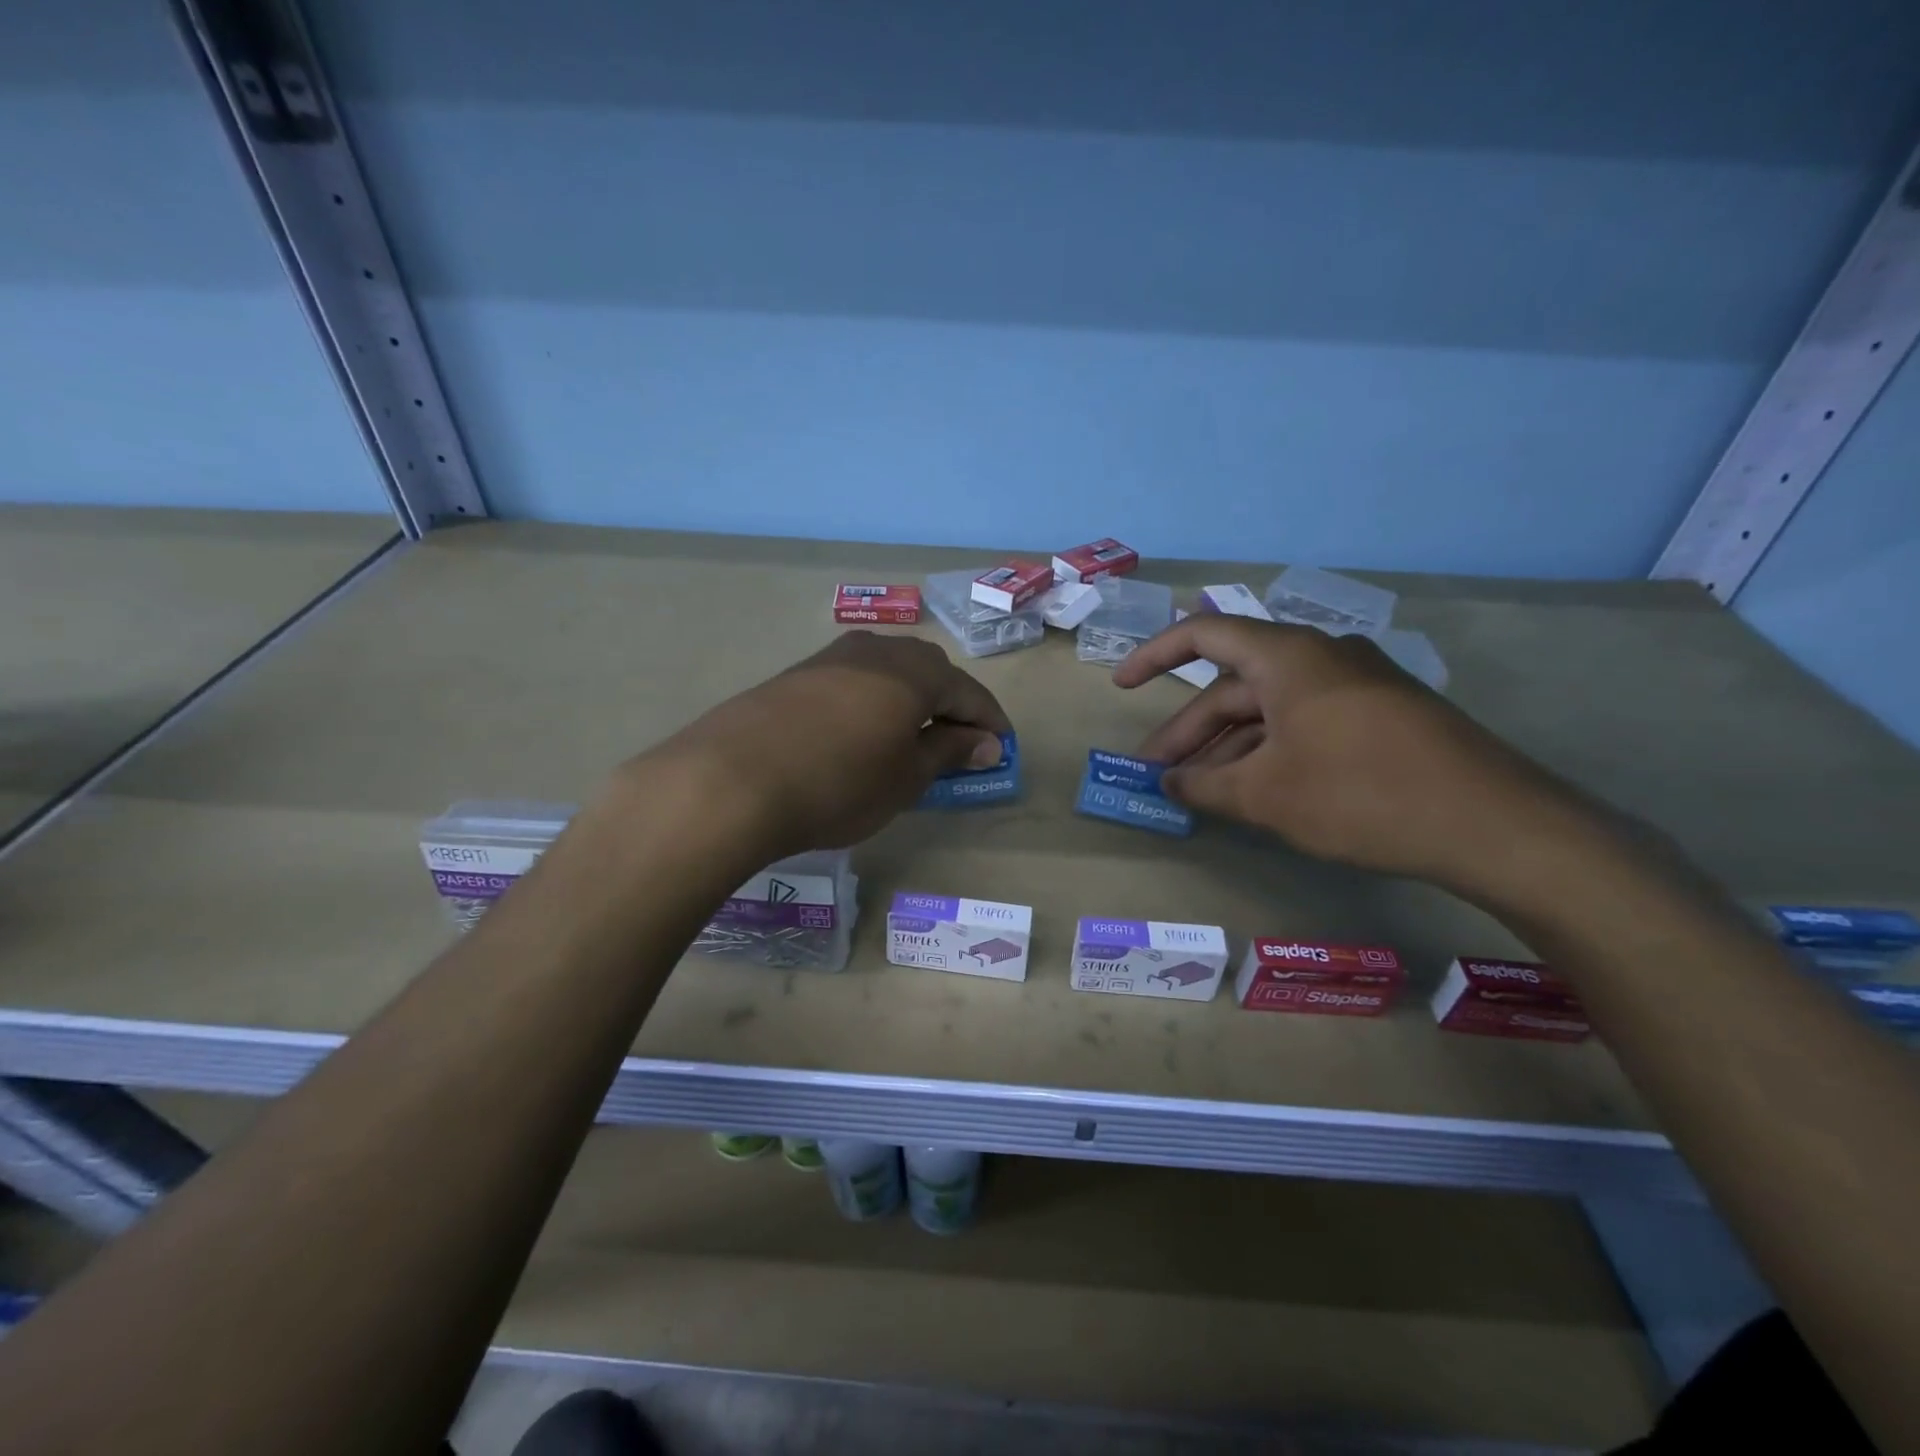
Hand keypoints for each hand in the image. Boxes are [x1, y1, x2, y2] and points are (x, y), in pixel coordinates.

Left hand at [639, 631, 1011, 856]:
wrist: (730, 780)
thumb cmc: (839, 783)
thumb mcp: (905, 777)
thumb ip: (949, 752)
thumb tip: (984, 742)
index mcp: (914, 671)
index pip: (967, 691)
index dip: (988, 721)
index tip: (1000, 748)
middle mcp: (876, 650)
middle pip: (929, 672)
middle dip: (950, 705)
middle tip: (958, 743)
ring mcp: (831, 658)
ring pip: (887, 672)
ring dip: (908, 700)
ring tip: (910, 737)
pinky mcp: (795, 674)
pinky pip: (852, 681)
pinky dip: (871, 703)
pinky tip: (860, 731)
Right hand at [1114, 616, 1599, 897]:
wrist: (1496, 826)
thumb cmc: (1362, 796)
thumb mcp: (1267, 795)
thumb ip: (1204, 785)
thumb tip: (1168, 783)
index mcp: (1288, 657)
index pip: (1203, 634)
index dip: (1154, 656)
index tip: (1121, 687)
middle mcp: (1321, 657)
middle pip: (1235, 684)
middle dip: (1190, 730)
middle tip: (1158, 774)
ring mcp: (1357, 686)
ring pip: (1270, 708)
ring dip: (1229, 746)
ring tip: (1199, 791)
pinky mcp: (1382, 716)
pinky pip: (1305, 722)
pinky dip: (1270, 750)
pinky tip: (1255, 789)